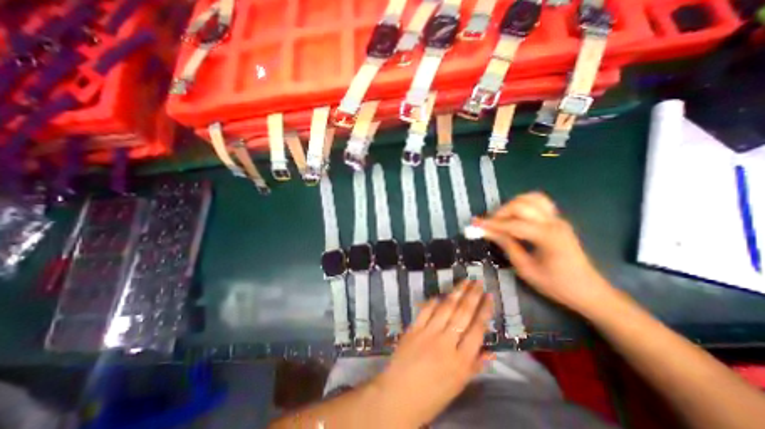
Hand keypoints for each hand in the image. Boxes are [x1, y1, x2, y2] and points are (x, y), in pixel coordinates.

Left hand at [372, 282, 492, 425]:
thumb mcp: (458, 386)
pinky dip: (434, 301)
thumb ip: (475, 366)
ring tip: (464, 281)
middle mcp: (446, 342)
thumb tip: (491, 352)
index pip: (477, 329)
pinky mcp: (414, 328)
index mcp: (461, 361)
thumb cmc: (432, 395)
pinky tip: (440, 294)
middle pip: (463, 314)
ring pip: (446, 307)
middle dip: (472, 295)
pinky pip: (426, 310)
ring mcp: (428, 333)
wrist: (398, 395)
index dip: (484, 310)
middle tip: (478, 282)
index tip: (489, 296)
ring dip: (456, 292)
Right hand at [476, 192, 614, 312]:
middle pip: (520, 205)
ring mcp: (558, 219)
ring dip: (511, 205)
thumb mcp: (525, 268)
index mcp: (547, 236)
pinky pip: (539, 203)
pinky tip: (515, 215)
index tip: (474, 224)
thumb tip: (487, 232)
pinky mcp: (557, 220)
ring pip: (531, 198)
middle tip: (487, 224)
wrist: (589, 291)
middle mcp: (554, 222)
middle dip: (500, 212)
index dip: (490, 224)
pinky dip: (523, 204)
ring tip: (500, 218)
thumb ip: (506, 245)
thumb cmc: (556, 285)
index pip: (512, 224)